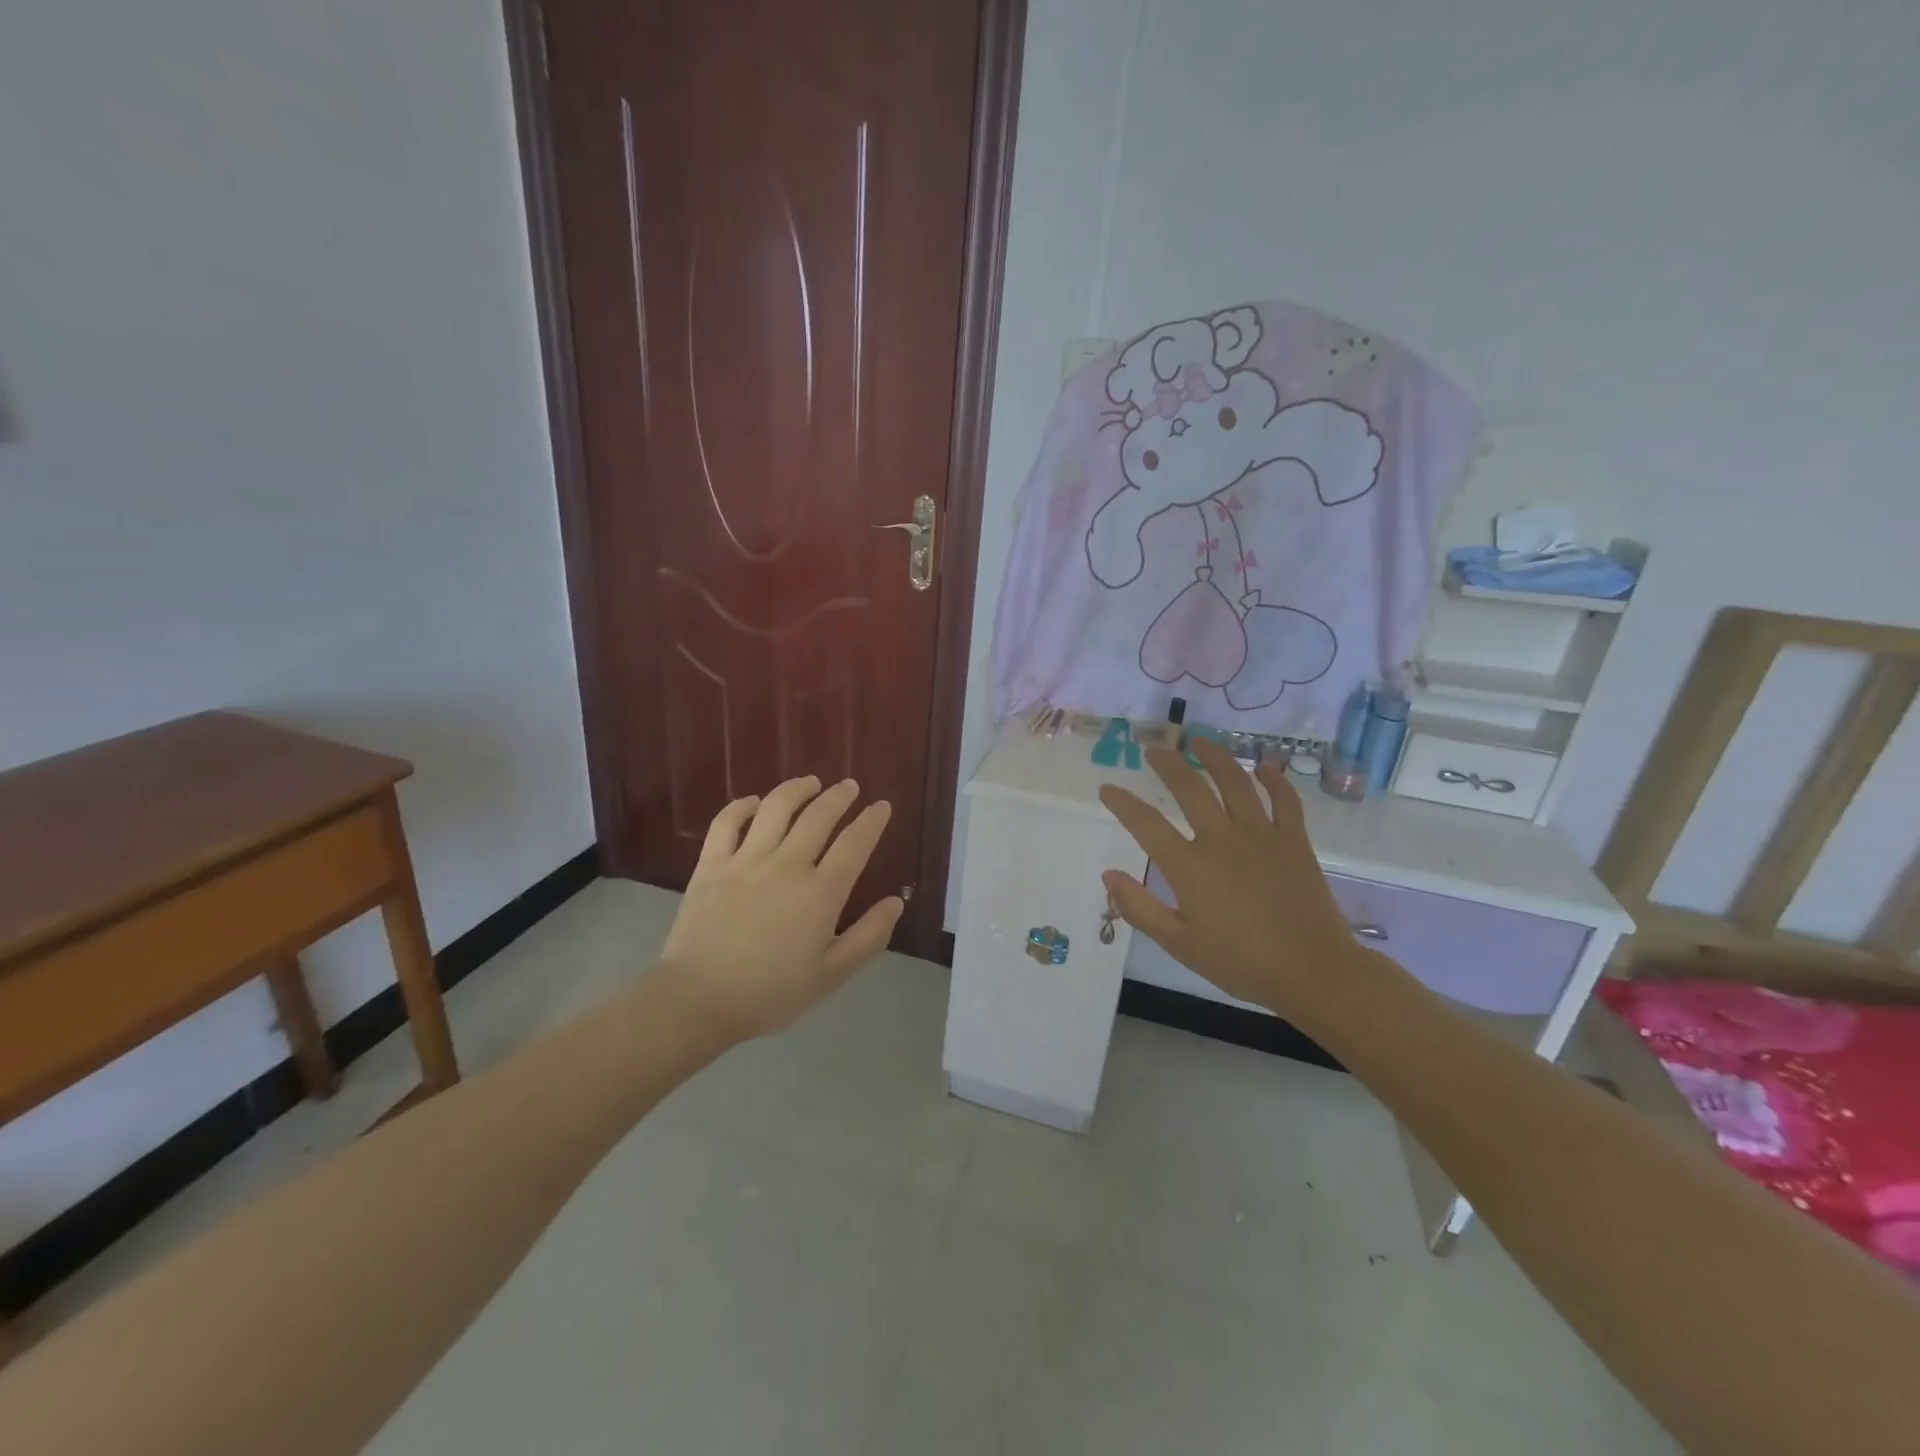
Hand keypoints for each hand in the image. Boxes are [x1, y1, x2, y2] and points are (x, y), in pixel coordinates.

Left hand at [655, 777, 903, 1041]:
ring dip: (797, 789)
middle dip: (839, 796)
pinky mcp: (711, 865)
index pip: (854, 844)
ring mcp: (746, 861)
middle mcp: (787, 865)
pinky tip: (754, 802)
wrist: (698, 1001)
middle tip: (850, 786)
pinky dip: (742, 806)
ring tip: (810, 783)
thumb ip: (869, 936)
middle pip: (818, 816)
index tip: (881, 806)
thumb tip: (896, 902)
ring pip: (775, 808)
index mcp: (820, 893)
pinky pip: (727, 823)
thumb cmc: (770, 993)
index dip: (871, 821)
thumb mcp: (832, 975)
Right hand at [1097, 739, 1368, 1023]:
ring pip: (1235, 782)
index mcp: (1190, 867)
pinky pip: (1285, 800)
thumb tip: (1108, 875)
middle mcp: (1222, 840)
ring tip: (1199, 741)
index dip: (1122, 803)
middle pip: (1189, 788)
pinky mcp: (1294, 840)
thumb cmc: (1240, 962)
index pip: (1146, 824)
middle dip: (1168, 763)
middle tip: (1154, 748)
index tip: (1107, 788)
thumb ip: (1140, 908)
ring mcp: (1261, 835)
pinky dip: (1275, 780)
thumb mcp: (1180, 944)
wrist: (1313, 972)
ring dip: (1215, 757)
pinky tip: (1265, 767)